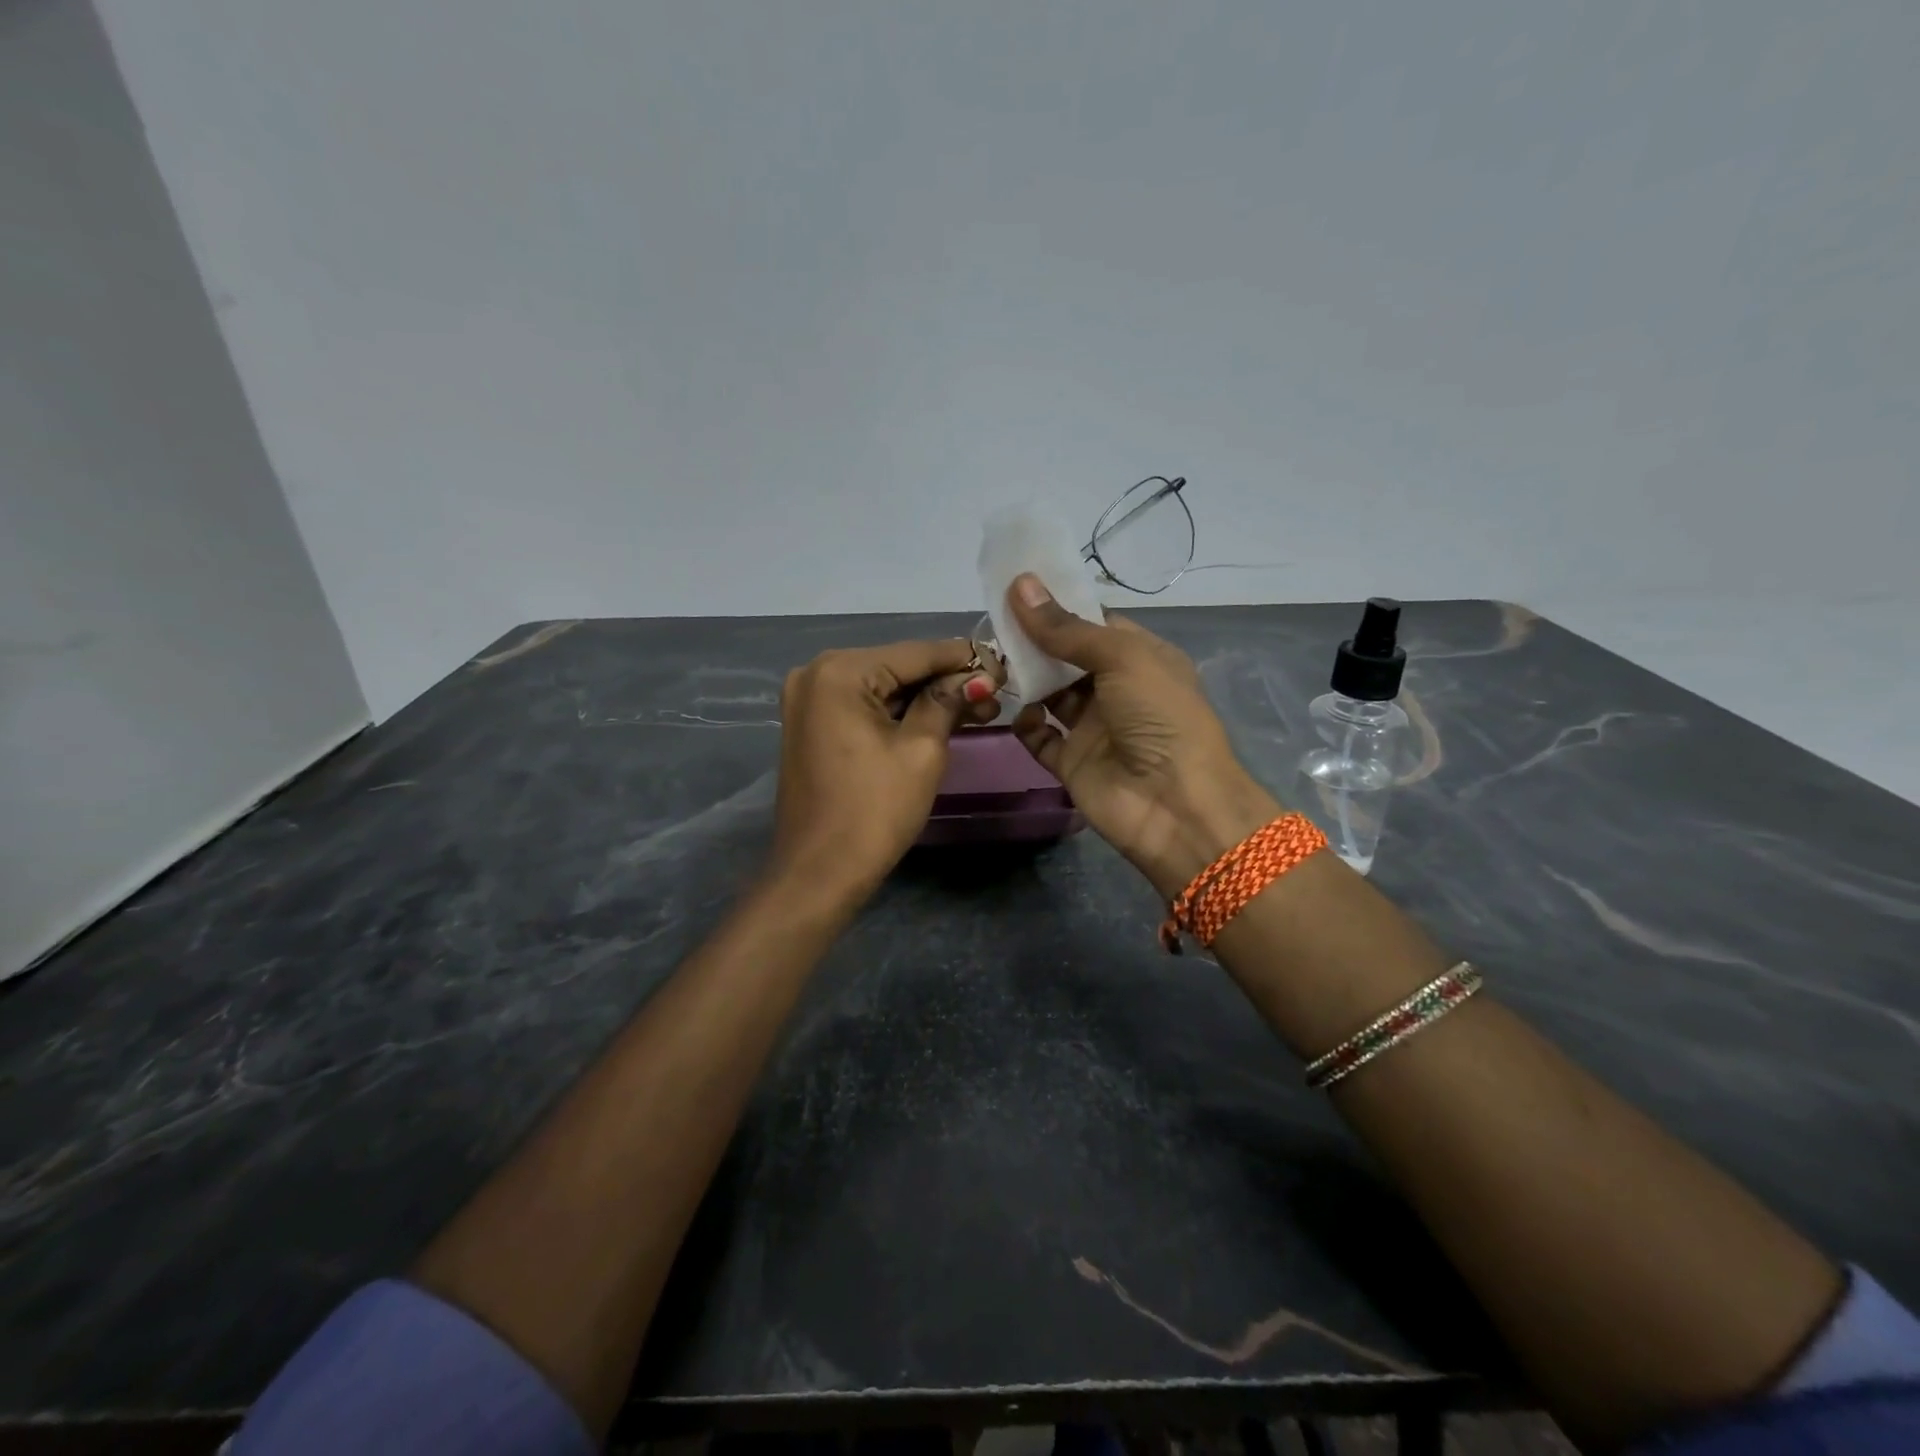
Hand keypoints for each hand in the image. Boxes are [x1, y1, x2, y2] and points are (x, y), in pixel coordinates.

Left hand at [771, 639, 997, 906]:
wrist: (820, 873)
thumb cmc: (874, 811)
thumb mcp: (921, 750)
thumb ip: (947, 701)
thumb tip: (976, 676)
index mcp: (839, 672)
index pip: (915, 653)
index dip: (964, 659)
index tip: (1004, 664)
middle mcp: (816, 673)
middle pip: (898, 668)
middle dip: (947, 681)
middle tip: (996, 693)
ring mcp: (809, 700)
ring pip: (883, 689)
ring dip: (927, 699)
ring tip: (980, 708)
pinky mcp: (812, 725)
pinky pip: (865, 708)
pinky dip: (900, 714)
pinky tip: (941, 718)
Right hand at [1005, 574, 1281, 898]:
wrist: (1175, 805)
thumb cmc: (1160, 717)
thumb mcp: (1121, 658)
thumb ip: (1067, 629)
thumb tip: (1021, 585)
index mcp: (1142, 658)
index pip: (1095, 625)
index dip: (1059, 608)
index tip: (1016, 590)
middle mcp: (1117, 690)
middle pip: (1067, 658)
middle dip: (1035, 642)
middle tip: (993, 624)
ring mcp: (1094, 728)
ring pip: (1050, 695)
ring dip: (1025, 679)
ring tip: (993, 663)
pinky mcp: (1072, 762)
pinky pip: (1040, 737)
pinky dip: (1024, 724)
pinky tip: (1013, 711)